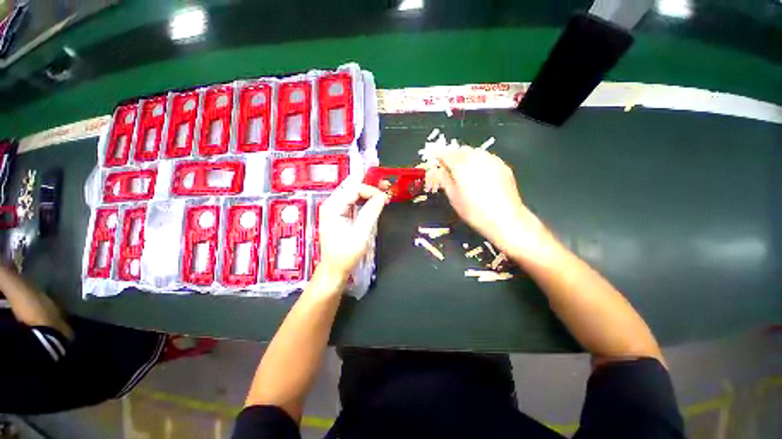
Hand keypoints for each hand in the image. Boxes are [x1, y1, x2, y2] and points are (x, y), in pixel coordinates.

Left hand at [317, 181, 388, 280]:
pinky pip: (352, 200)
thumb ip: (371, 212)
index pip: (354, 189)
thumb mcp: (361, 233)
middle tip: (384, 184)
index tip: (384, 197)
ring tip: (381, 190)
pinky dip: (363, 198)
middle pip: (351, 186)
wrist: (335, 268)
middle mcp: (331, 204)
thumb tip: (382, 197)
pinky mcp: (338, 214)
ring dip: (367, 190)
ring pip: (351, 192)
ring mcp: (333, 208)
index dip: (371, 190)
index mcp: (332, 207)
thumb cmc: (345, 254)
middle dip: (368, 184)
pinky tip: (372, 199)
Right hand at [429, 148, 541, 254]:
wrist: (505, 219)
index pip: (446, 155)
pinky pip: (485, 157)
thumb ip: (444, 180)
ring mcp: (491, 160)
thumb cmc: (474, 212)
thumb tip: (440, 169)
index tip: (435, 160)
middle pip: (460, 150)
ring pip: (473, 151)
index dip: (438, 157)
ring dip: (465, 157)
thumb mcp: (453, 197)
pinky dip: (477, 160)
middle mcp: (476, 158)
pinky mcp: (502, 165)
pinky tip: (478, 172)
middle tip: (448, 167)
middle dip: (452, 156)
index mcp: (461, 166)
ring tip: (462, 169)